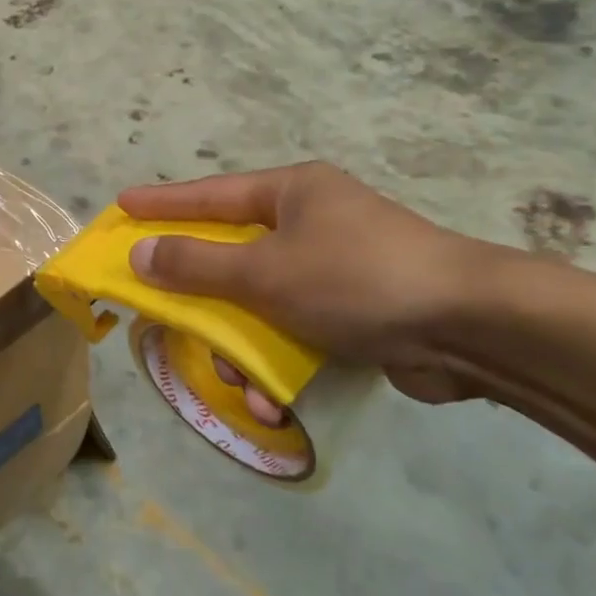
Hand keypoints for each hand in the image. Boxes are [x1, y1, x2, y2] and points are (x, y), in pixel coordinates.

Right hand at [118, 164, 502, 404]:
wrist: (473, 327)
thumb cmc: (356, 279)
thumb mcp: (265, 272)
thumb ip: (197, 265)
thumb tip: (140, 253)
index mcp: (292, 193)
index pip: (210, 194)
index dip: (162, 203)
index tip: (122, 205)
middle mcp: (312, 223)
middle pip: (234, 255)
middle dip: (204, 298)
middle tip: (164, 312)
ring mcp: (337, 269)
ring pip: (262, 304)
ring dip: (244, 348)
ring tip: (238, 383)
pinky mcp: (357, 312)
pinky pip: (297, 332)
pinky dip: (282, 364)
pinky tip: (276, 402)